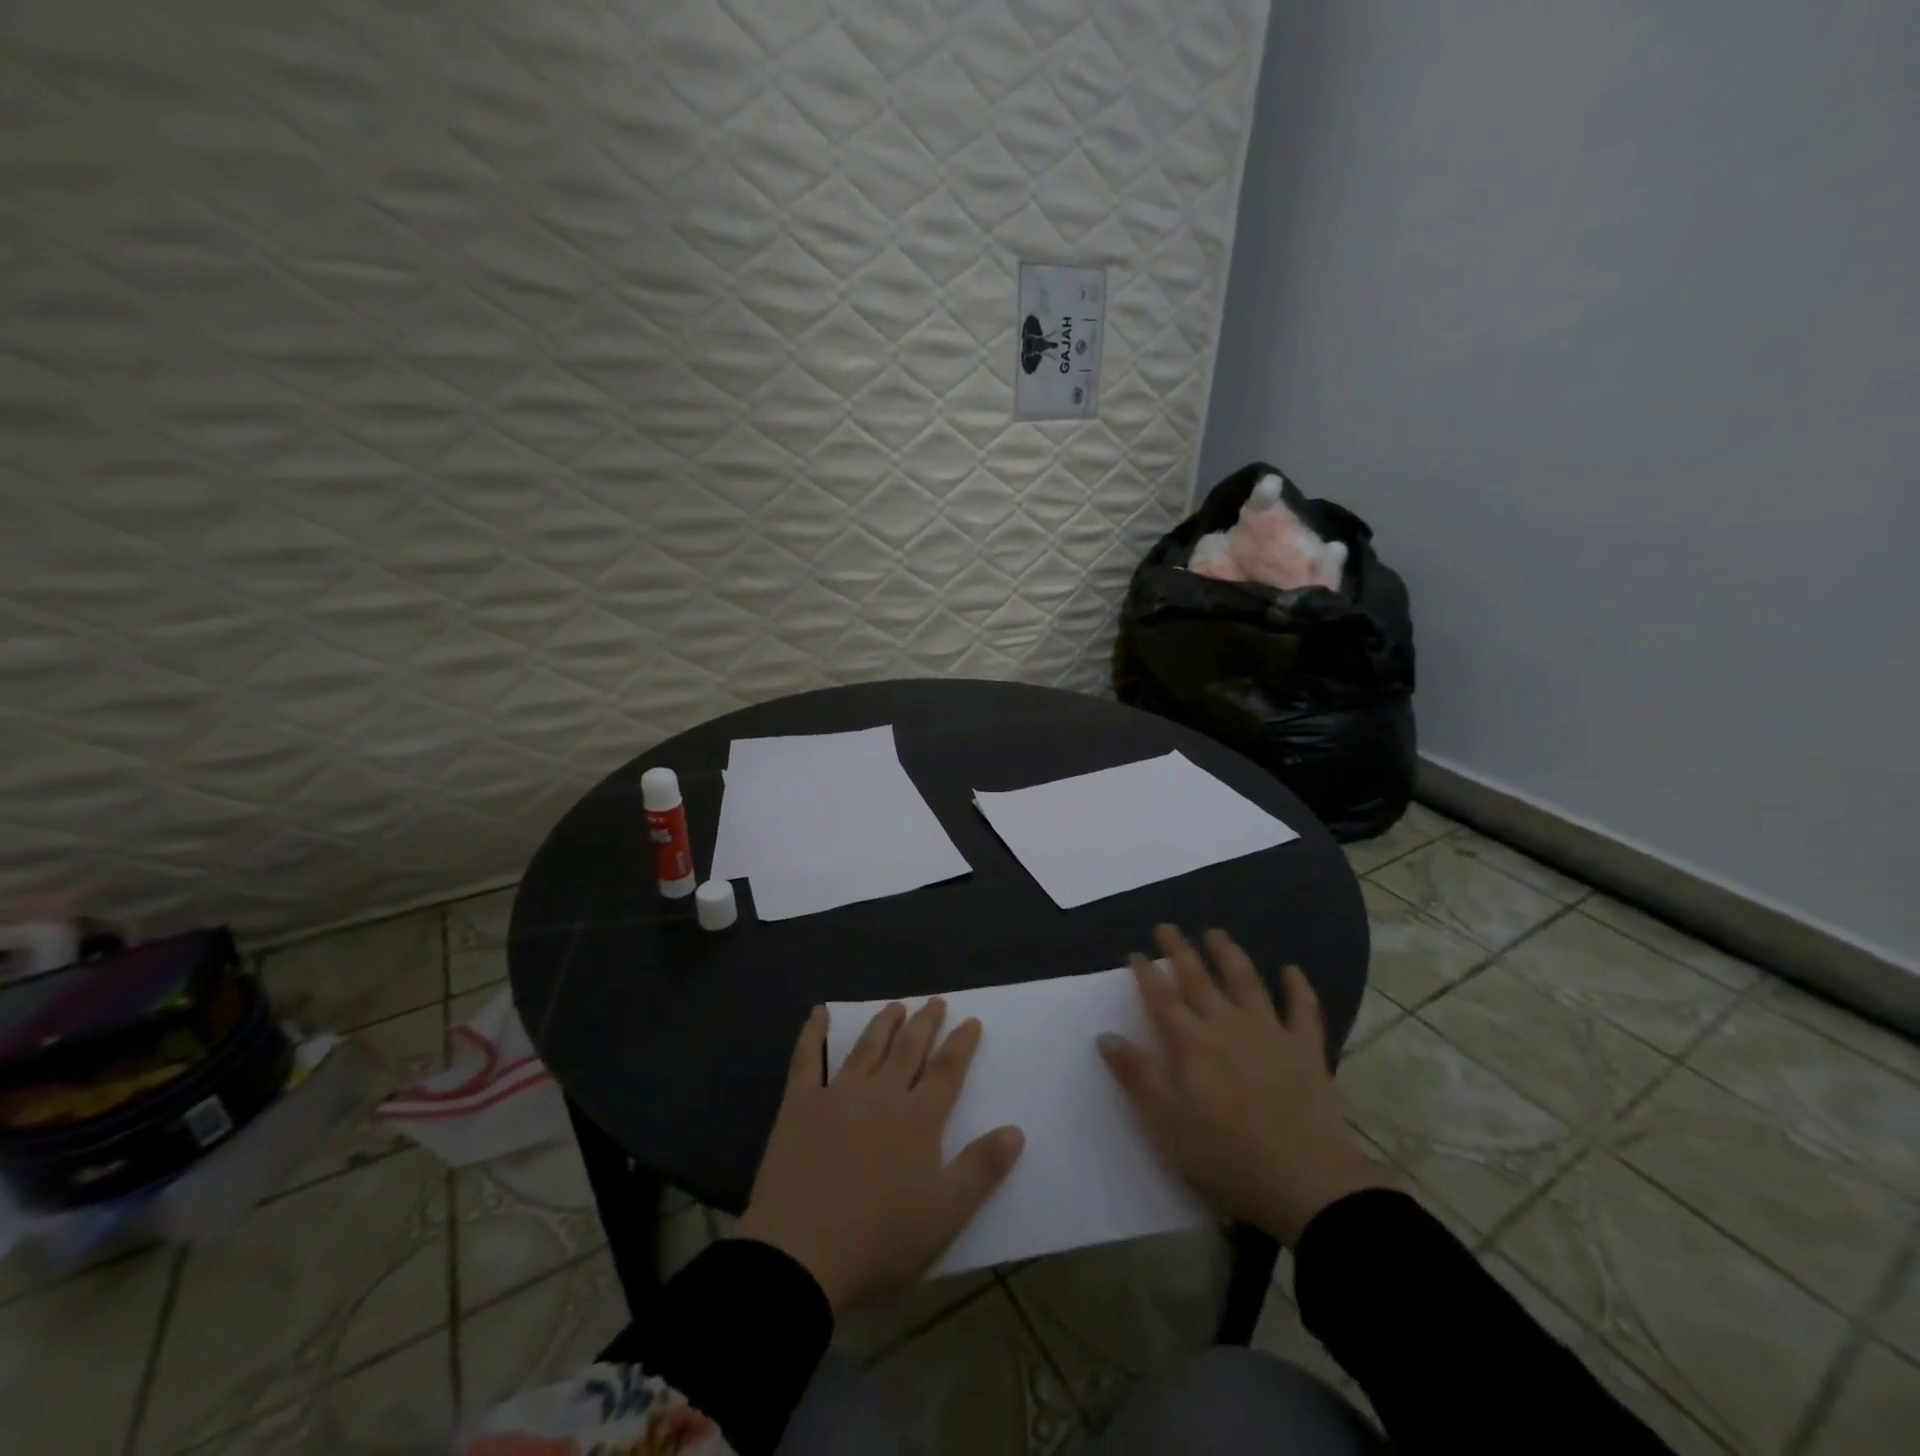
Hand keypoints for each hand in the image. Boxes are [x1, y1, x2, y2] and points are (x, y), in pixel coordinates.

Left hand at [733, 999, 1024, 1313]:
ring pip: (867, 1047)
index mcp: (918, 1118)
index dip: (961, 1044)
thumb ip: (981, 1169)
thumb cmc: (879, 1240)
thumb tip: (1016, 1129)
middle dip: (925, 1023)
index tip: (971, 1020)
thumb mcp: (945, 1215)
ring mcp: (838, 1094)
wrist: (800, 1256)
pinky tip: (819, 1013)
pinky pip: (808, 1059)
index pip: (946, 1070)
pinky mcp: (800, 1104)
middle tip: (935, 1001)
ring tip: (896, 1005)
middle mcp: (881, 1094)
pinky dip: (813, 1033)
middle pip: (909, 1049)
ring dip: (884, 1023)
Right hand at [1098, 925, 1390, 1244]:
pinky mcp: (1306, 1051)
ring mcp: (1270, 1033)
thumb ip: (1137, 1074)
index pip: (1161, 998)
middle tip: (1167, 927)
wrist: (1307, 1183)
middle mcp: (1227, 1025)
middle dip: (1180, 951)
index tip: (1134, 952)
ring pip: (1246, 982)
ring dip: (1229, 955)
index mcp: (1191, 1043)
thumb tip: (1106, 1035)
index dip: (1146, 972)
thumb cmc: (1226, 1155)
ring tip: (1216, 934)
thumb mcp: (1166, 1122)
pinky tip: (1291, 969)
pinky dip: (1298, 987)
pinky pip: (1303, 1010)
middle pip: (1199, 979)